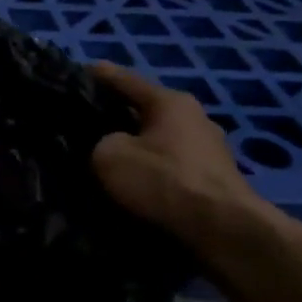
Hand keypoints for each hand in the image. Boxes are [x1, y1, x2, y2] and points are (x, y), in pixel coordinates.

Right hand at [90, 62, 268, 243]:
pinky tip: (137, 183)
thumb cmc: (164, 182)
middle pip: (145, 110)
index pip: (125, 80)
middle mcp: (195, 117)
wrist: (223, 230)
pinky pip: (172, 166)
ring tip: (109, 157)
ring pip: (160, 140)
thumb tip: (108, 146)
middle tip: (85, 122)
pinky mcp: (214, 180)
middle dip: (117, 115)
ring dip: (137, 146)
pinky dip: (153, 171)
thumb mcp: (110, 156)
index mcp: (170, 101)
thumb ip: (99, 142)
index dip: (98, 75)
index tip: (78, 71)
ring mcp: (210, 149)